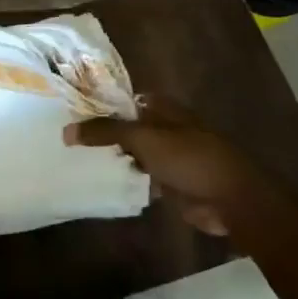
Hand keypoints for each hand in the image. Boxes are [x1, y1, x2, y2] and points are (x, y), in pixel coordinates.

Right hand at [63, 108, 297, 243]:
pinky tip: (101, 181)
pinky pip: (141, 176)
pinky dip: (125, 178)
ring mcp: (170, 156)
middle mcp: (166, 128)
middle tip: (67, 136)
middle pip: (127, 127)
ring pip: (133, 153)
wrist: (231, 199)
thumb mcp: (143, 139)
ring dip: (113, 157)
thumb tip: (66, 131)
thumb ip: (105, 132)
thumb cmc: (189, 158)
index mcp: (164, 109)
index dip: (100, 104)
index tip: (70, 110)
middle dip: (103, 132)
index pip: (124, 100)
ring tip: (76, 158)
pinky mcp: (171, 182)